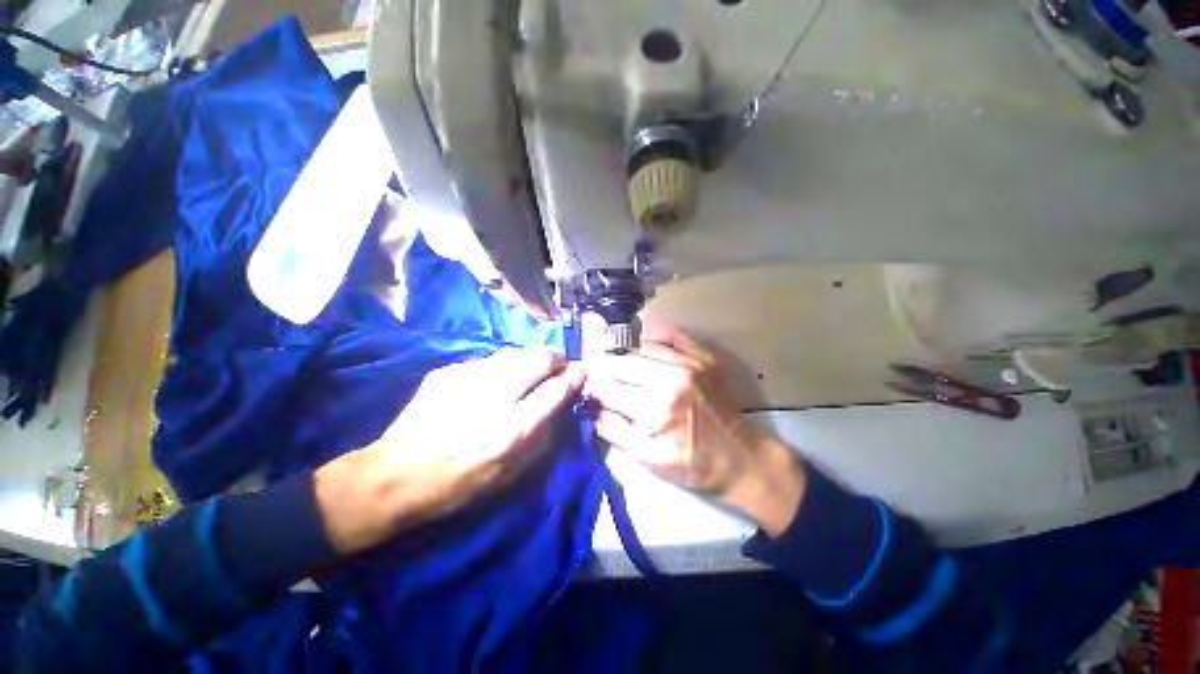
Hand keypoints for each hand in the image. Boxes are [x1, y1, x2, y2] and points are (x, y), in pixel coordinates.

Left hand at [315, 349, 583, 553]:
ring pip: (514, 353)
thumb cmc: (457, 485)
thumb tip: (557, 408)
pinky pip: (487, 360)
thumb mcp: (509, 475)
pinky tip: (493, 381)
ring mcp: (468, 379)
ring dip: (529, 359)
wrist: (392, 476)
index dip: (575, 376)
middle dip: (556, 357)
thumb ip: (541, 438)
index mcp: (512, 430)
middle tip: (559, 364)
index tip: (583, 370)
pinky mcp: (447, 372)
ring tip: (530, 370)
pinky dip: (500, 366)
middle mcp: (494, 398)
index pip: (556, 390)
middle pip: (538, 359)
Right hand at [585, 324, 804, 535]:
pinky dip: (651, 337)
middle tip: (603, 378)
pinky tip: (642, 346)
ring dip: (624, 354)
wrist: (742, 458)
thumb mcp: (648, 459)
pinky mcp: (702, 356)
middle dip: (605, 369)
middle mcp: (669, 376)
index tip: (589, 392)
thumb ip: (614, 431)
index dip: (592, 388)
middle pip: (620, 360)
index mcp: (654, 406)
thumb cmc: (693, 464)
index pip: (606, 385)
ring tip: (620, 364)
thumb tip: (591, 408)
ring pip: (640, 344)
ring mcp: (688, 361)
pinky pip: (669, 333)